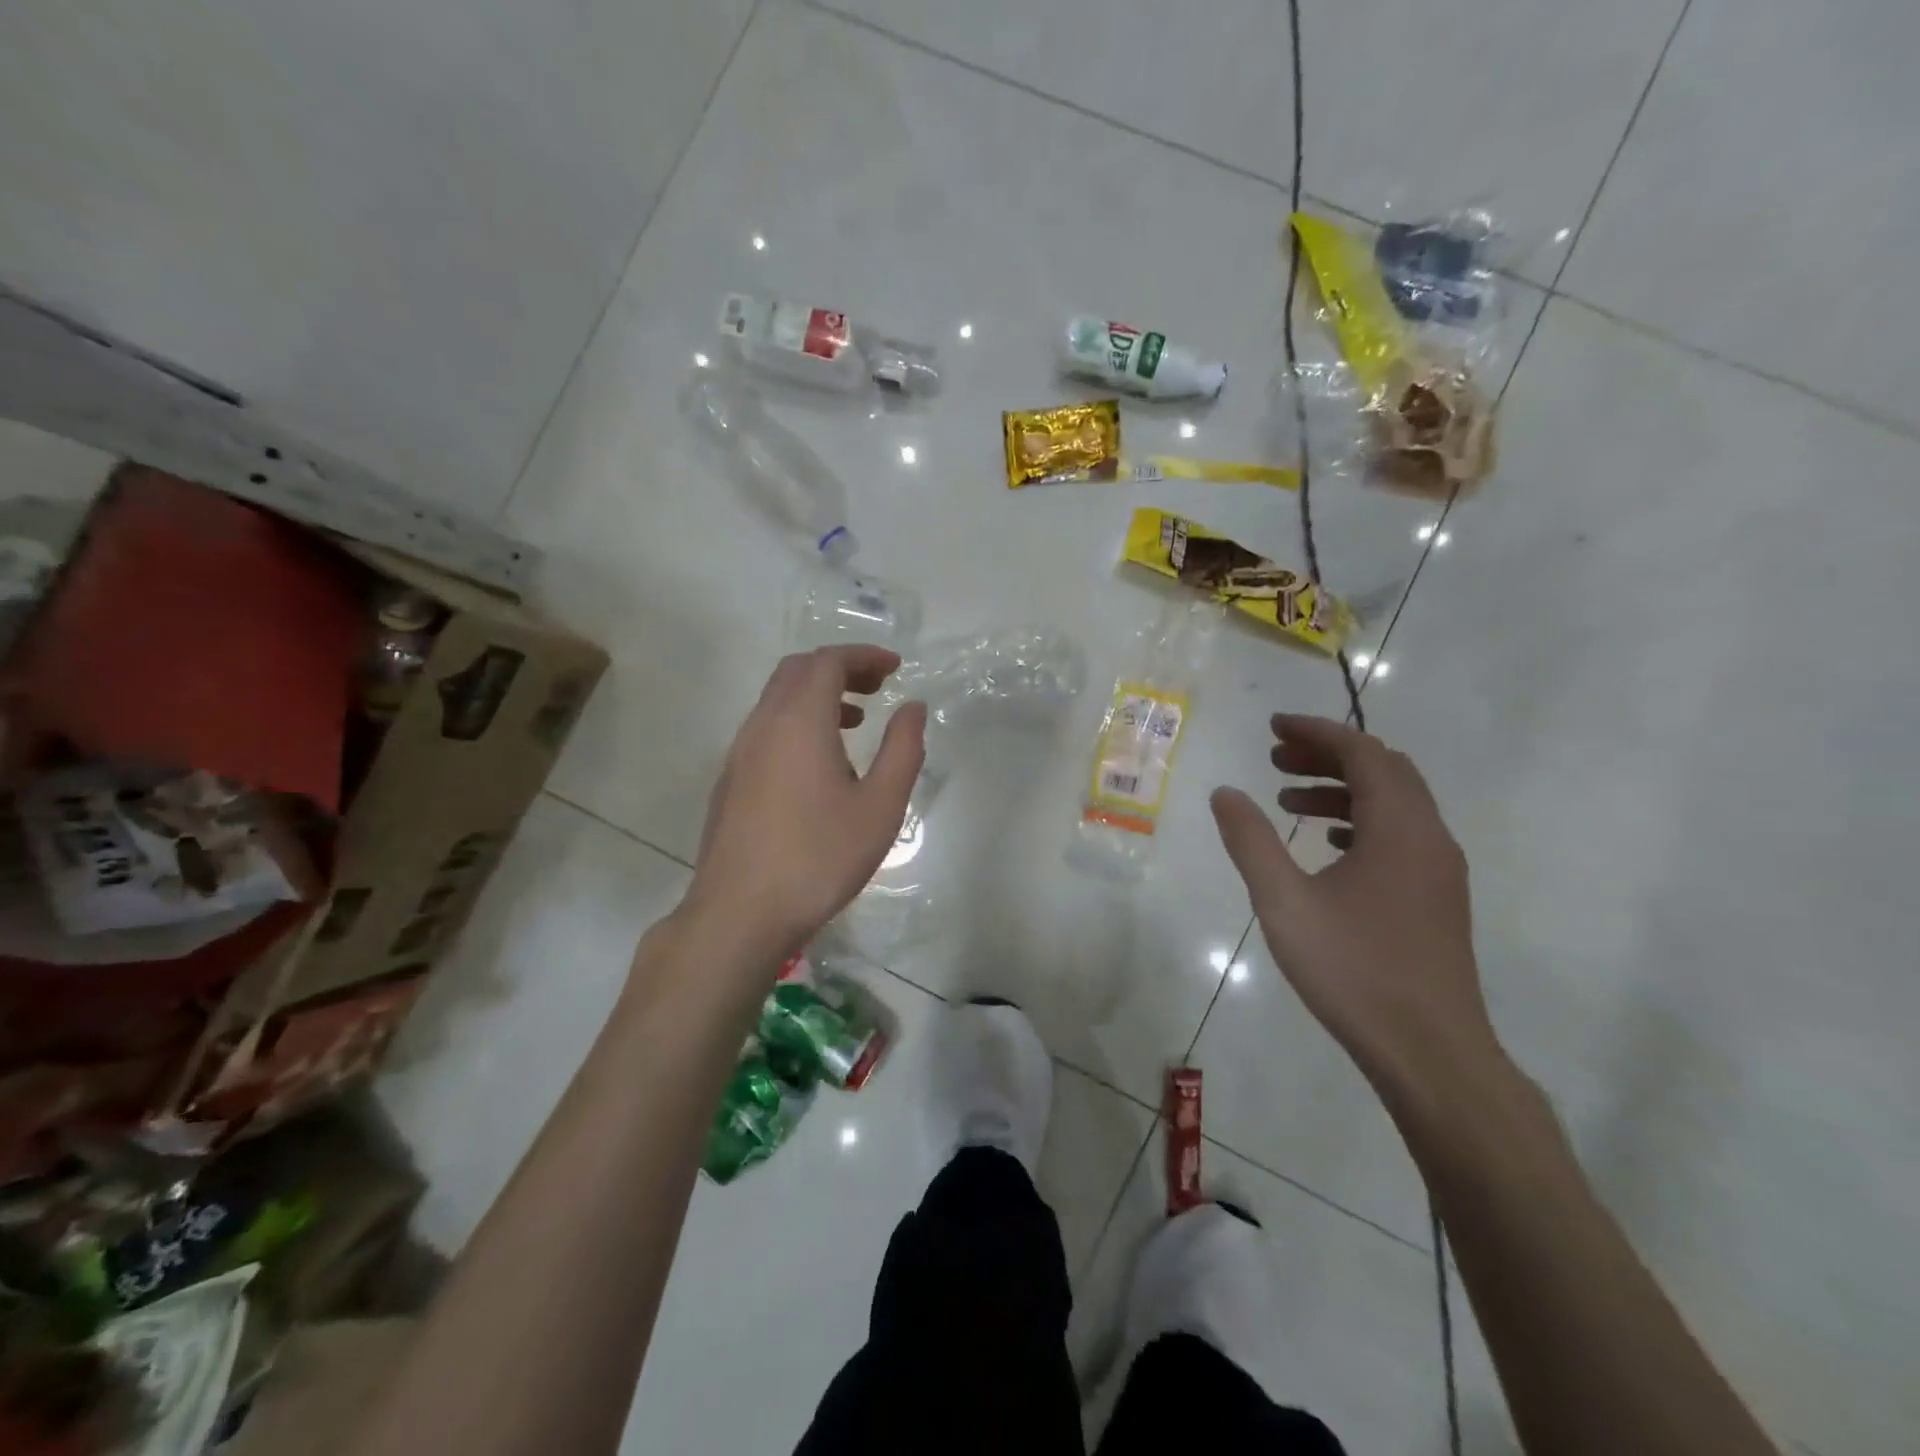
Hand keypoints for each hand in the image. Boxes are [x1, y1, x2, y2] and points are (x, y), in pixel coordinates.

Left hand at [682, 645, 925, 969]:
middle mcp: (763, 724)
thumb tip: (913, 708)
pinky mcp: (731, 780)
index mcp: (799, 721)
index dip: (864, 656)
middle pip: (798, 671)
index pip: (828, 662)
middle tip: (877, 687)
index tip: (896, 668)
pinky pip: (766, 728)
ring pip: (778, 699)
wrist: (740, 913)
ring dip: (818, 696)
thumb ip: (902, 750)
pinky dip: (797, 721)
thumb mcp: (880, 807)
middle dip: (840, 669)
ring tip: (856, 722)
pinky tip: (820, 763)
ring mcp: (740, 752)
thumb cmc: (819, 857)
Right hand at [1210, 714, 1497, 1095]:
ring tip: (1288, 802)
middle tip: (1276, 758)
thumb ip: (1251, 841)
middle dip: (1328, 755)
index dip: (1316, 731)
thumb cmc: (1353, 970)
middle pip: (1383, 770)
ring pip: (1394, 803)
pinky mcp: (1436, 898)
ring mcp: (1439, 870)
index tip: (1272, 727)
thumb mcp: (1284, 902)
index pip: (1362, 752)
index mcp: (1400, 828)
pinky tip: (1326, 846)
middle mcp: (1430, 837)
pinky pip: (1399, 835)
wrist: (1431, 1053)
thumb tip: (1225, 793)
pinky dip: (1360, 821)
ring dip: (1342, 789)